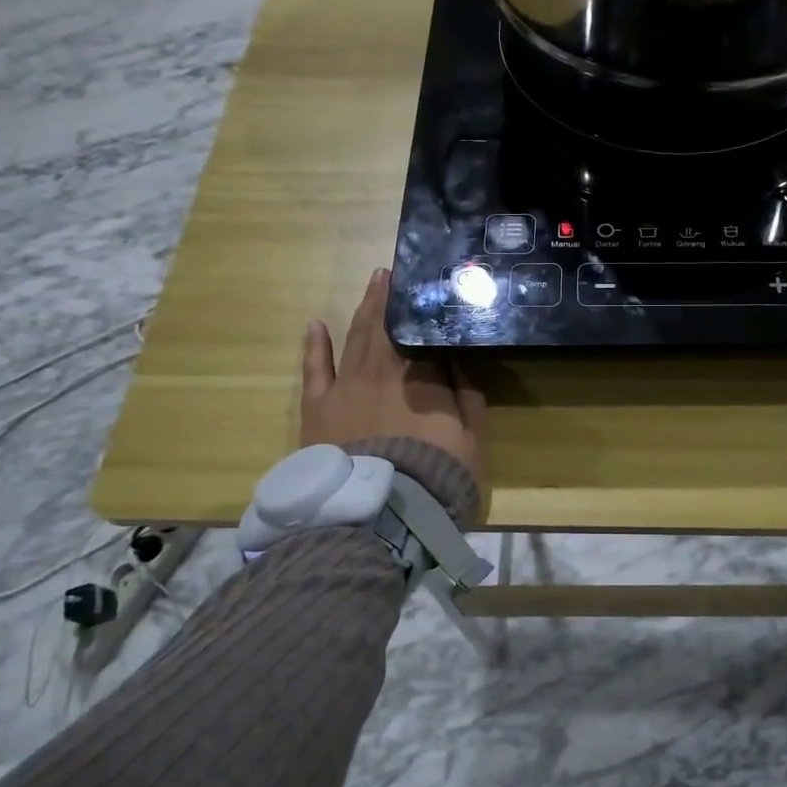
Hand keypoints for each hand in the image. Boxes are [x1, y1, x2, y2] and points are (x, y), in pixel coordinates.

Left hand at [299, 269, 485, 488]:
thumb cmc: (436, 475)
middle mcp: (382, 370)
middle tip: (390, 273)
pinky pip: (315, 369)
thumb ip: (468, 395)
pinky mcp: (317, 408)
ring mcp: (346, 386)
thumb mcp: (472, 438)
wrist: (380, 513)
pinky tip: (316, 324)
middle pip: (385, 327)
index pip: (421, 332)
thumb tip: (460, 360)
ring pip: (355, 339)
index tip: (422, 286)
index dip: (421, 310)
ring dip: (363, 310)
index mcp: (422, 375)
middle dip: (388, 299)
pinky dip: (316, 345)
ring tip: (372, 286)